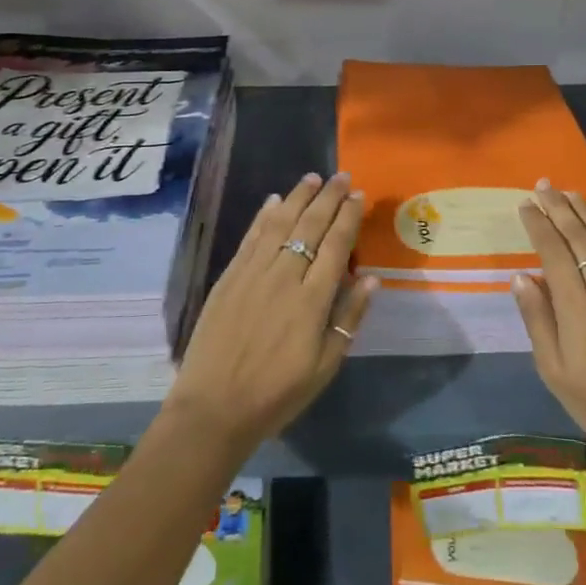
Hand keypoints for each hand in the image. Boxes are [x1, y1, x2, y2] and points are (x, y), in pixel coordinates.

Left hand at [163, 172, 375, 461]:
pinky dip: (264, 216)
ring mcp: (253, 273)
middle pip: (310, 226)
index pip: (336, 245)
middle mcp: (284, 276)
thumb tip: (371, 279)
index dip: (348, 217)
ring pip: (280, 223)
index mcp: (312, 300)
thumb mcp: (325, 367)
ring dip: (298, 197)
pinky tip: (274, 200)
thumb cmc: (277, 394)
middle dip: (328, 198)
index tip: (358, 195)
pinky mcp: (230, 277)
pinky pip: (251, 237)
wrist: (214, 408)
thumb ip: (349, 319)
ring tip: (312, 178)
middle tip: (342, 176)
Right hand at [512, 181, 585, 499]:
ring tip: (569, 193)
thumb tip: (521, 276)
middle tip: (543, 185)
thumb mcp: (554, 370)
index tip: (526, 204)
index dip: (538, 225)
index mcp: (576, 306)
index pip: (553, 252)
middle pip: (579, 237)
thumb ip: (538, 319)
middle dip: (559, 208)